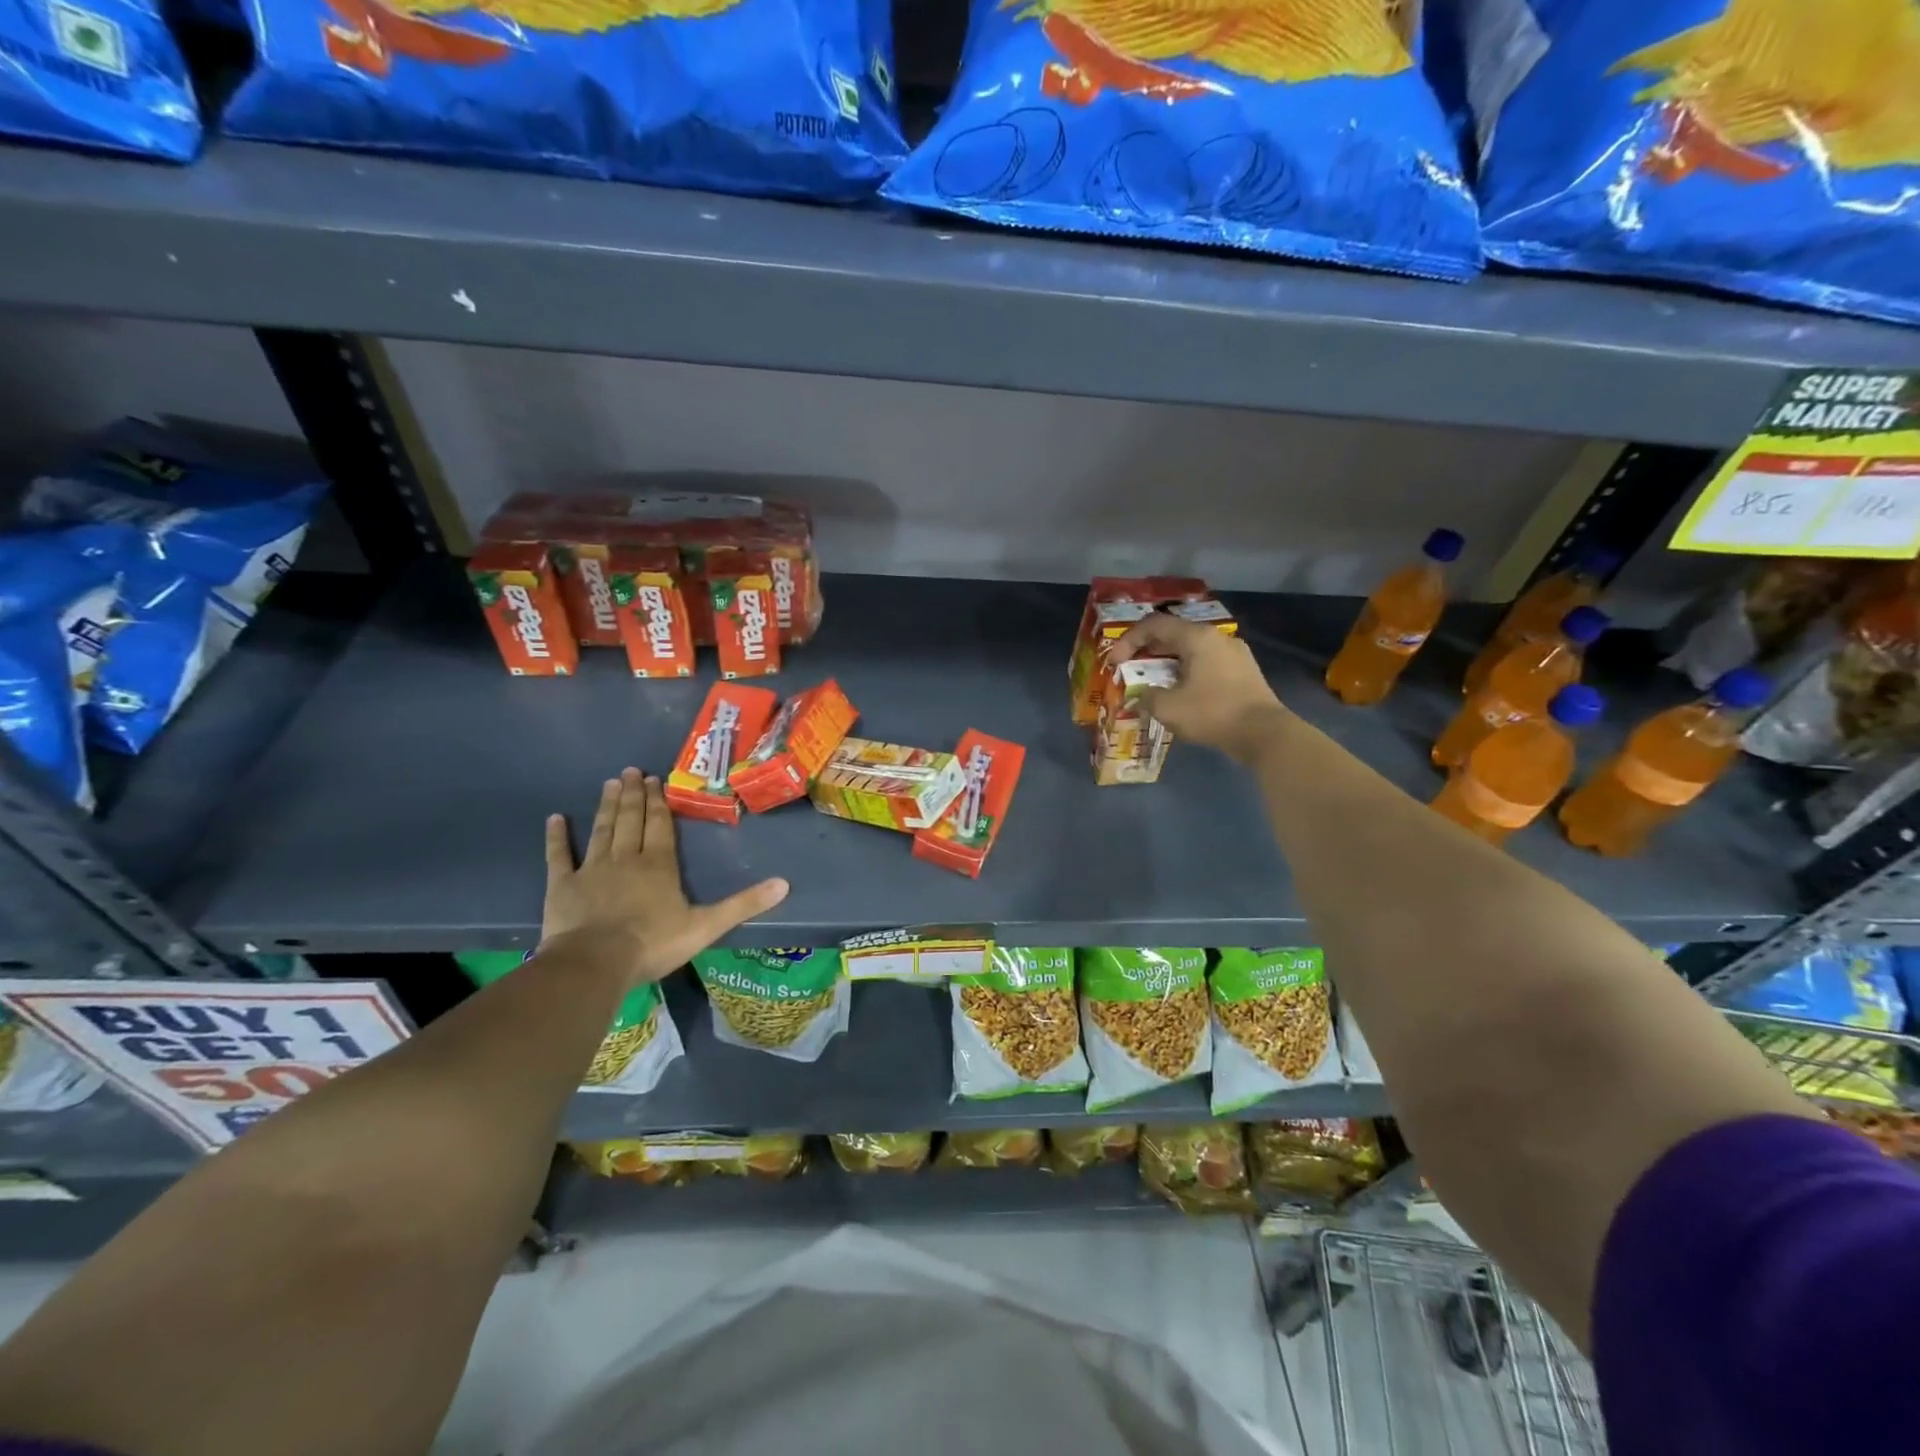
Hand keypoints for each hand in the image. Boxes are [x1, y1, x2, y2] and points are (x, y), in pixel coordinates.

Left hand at [542, 768, 788, 983]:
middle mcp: (626, 858)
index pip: (661, 825)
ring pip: (602, 830)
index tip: (656, 778)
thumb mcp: (707, 926)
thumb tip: (784, 884)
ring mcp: (591, 869)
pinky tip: (555, 818)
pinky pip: (559, 856)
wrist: (595, 963)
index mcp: (659, 865)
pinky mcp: (562, 886)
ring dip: (607, 806)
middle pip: (631, 820)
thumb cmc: (652, 943)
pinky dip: (557, 837)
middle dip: (634, 795)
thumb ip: (744, 904)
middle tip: (631, 771)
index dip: (660, 802)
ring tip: (610, 783)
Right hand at [1109, 613, 1290, 764]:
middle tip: (1131, 668)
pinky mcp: (1244, 671)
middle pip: (1174, 634)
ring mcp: (1234, 653)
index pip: (1154, 625)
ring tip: (1154, 681)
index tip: (1115, 662)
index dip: (1129, 640)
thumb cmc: (1212, 713)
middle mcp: (1217, 637)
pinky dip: (1187, 671)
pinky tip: (1181, 691)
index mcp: (1197, 637)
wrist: (1264, 733)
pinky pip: (1207, 662)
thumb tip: (1140, 697)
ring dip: (1168, 662)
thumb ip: (1147, 697)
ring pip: (1192, 649)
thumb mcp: (1168, 708)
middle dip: (1148, 650)